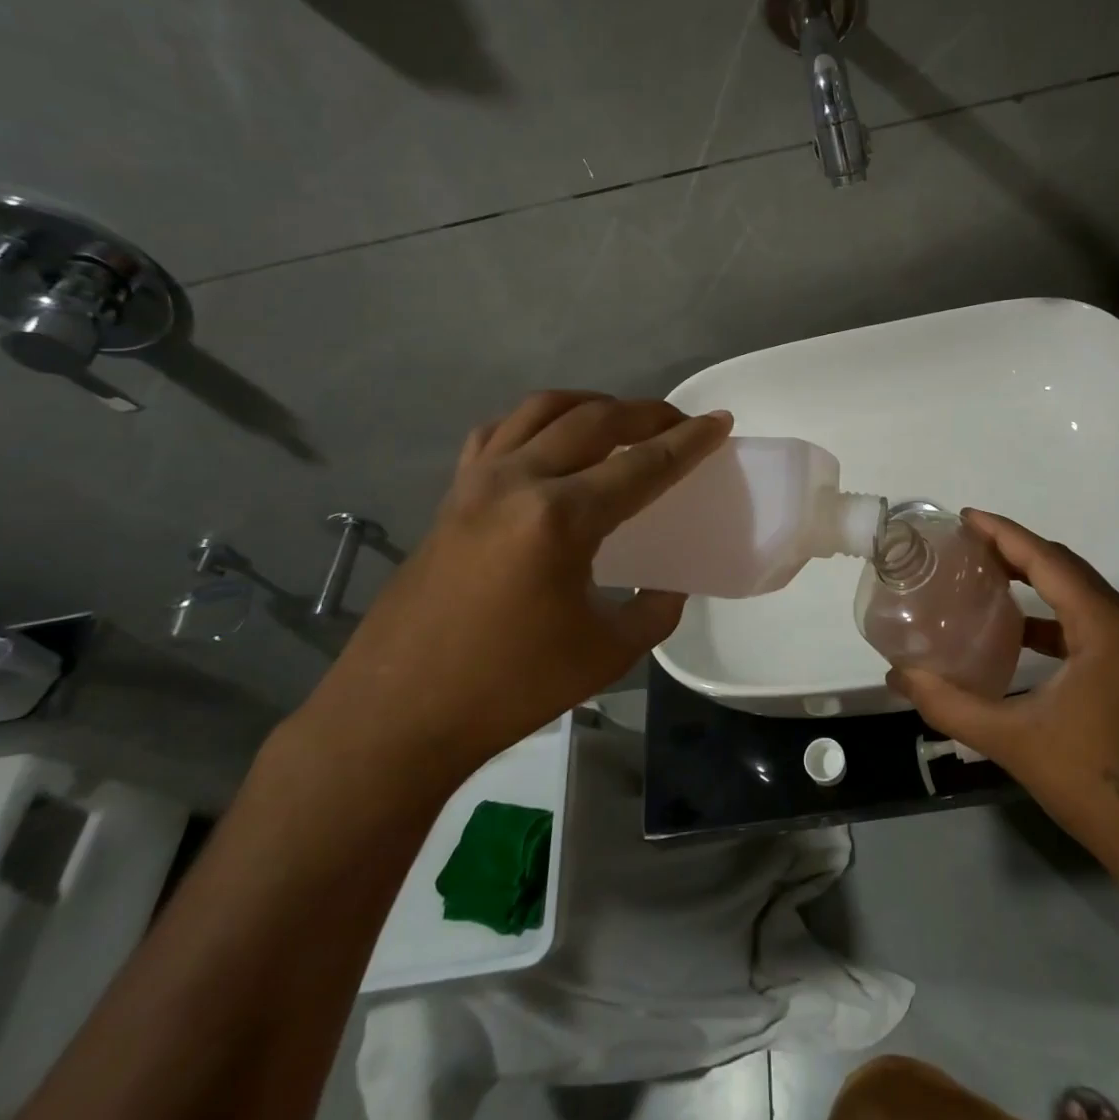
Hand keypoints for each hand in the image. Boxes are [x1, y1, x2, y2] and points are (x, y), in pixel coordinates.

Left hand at [289, 391, 732, 803]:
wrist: (399, 714)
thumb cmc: (510, 688)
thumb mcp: (607, 654)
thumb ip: (653, 610)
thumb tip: (667, 584)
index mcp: (560, 519)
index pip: (642, 466)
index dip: (688, 442)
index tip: (719, 421)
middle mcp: (517, 482)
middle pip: (594, 420)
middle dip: (645, 413)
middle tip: (678, 422)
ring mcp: (476, 483)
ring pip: (541, 411)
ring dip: (590, 405)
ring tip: (620, 421)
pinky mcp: (451, 496)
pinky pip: (498, 434)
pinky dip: (535, 424)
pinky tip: (549, 443)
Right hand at [886, 509, 1118, 852]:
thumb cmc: (1092, 780)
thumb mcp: (1012, 739)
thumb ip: (949, 704)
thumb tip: (898, 676)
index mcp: (1103, 625)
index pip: (1047, 559)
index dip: (1004, 534)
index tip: (965, 517)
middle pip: (1065, 567)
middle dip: (1016, 549)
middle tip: (967, 543)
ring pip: (1078, 593)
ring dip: (1034, 579)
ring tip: (985, 575)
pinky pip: (1086, 621)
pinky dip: (1050, 614)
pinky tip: (1016, 631)